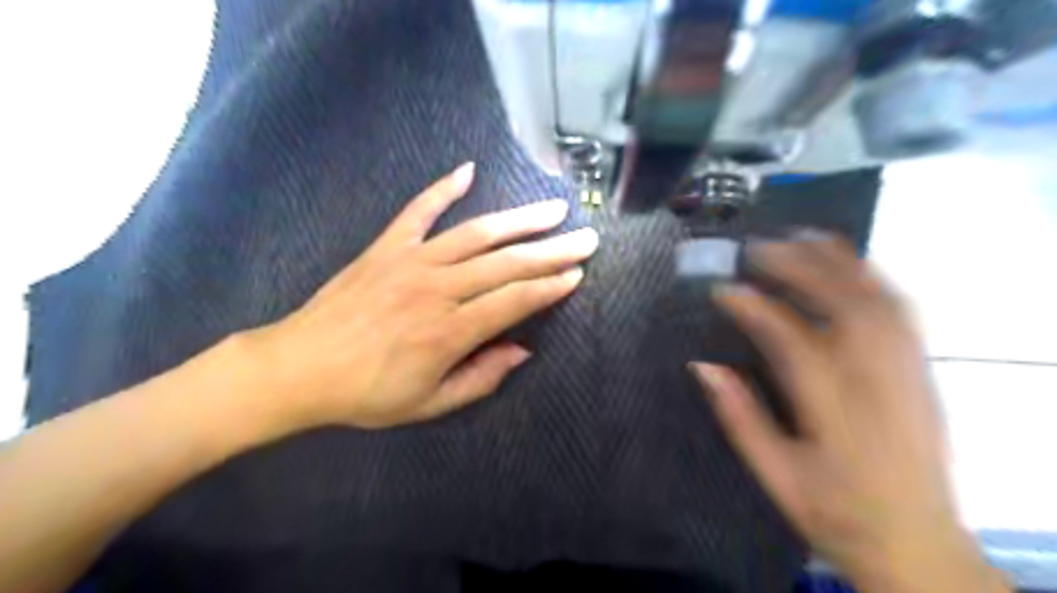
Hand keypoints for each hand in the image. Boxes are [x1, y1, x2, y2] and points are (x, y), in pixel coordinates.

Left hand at [244, 162, 597, 431]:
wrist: (299, 368)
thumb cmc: (367, 394)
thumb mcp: (429, 403)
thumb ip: (480, 378)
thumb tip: (522, 351)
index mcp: (449, 332)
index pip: (515, 301)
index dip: (550, 287)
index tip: (577, 274)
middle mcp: (437, 288)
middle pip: (506, 264)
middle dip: (551, 251)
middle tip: (585, 238)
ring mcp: (411, 261)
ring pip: (476, 233)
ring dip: (518, 220)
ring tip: (551, 210)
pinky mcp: (386, 246)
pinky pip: (419, 210)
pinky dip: (443, 188)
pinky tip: (467, 171)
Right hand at [692, 237, 1000, 591]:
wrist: (918, 545)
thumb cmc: (835, 512)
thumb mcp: (775, 475)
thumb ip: (739, 417)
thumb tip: (703, 366)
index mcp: (835, 414)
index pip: (792, 342)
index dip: (754, 308)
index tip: (722, 289)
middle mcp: (877, 384)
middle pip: (843, 307)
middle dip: (798, 268)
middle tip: (758, 249)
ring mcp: (907, 375)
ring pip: (879, 302)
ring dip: (841, 263)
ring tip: (803, 237)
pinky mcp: (922, 373)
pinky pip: (903, 314)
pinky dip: (874, 280)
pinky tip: (850, 265)